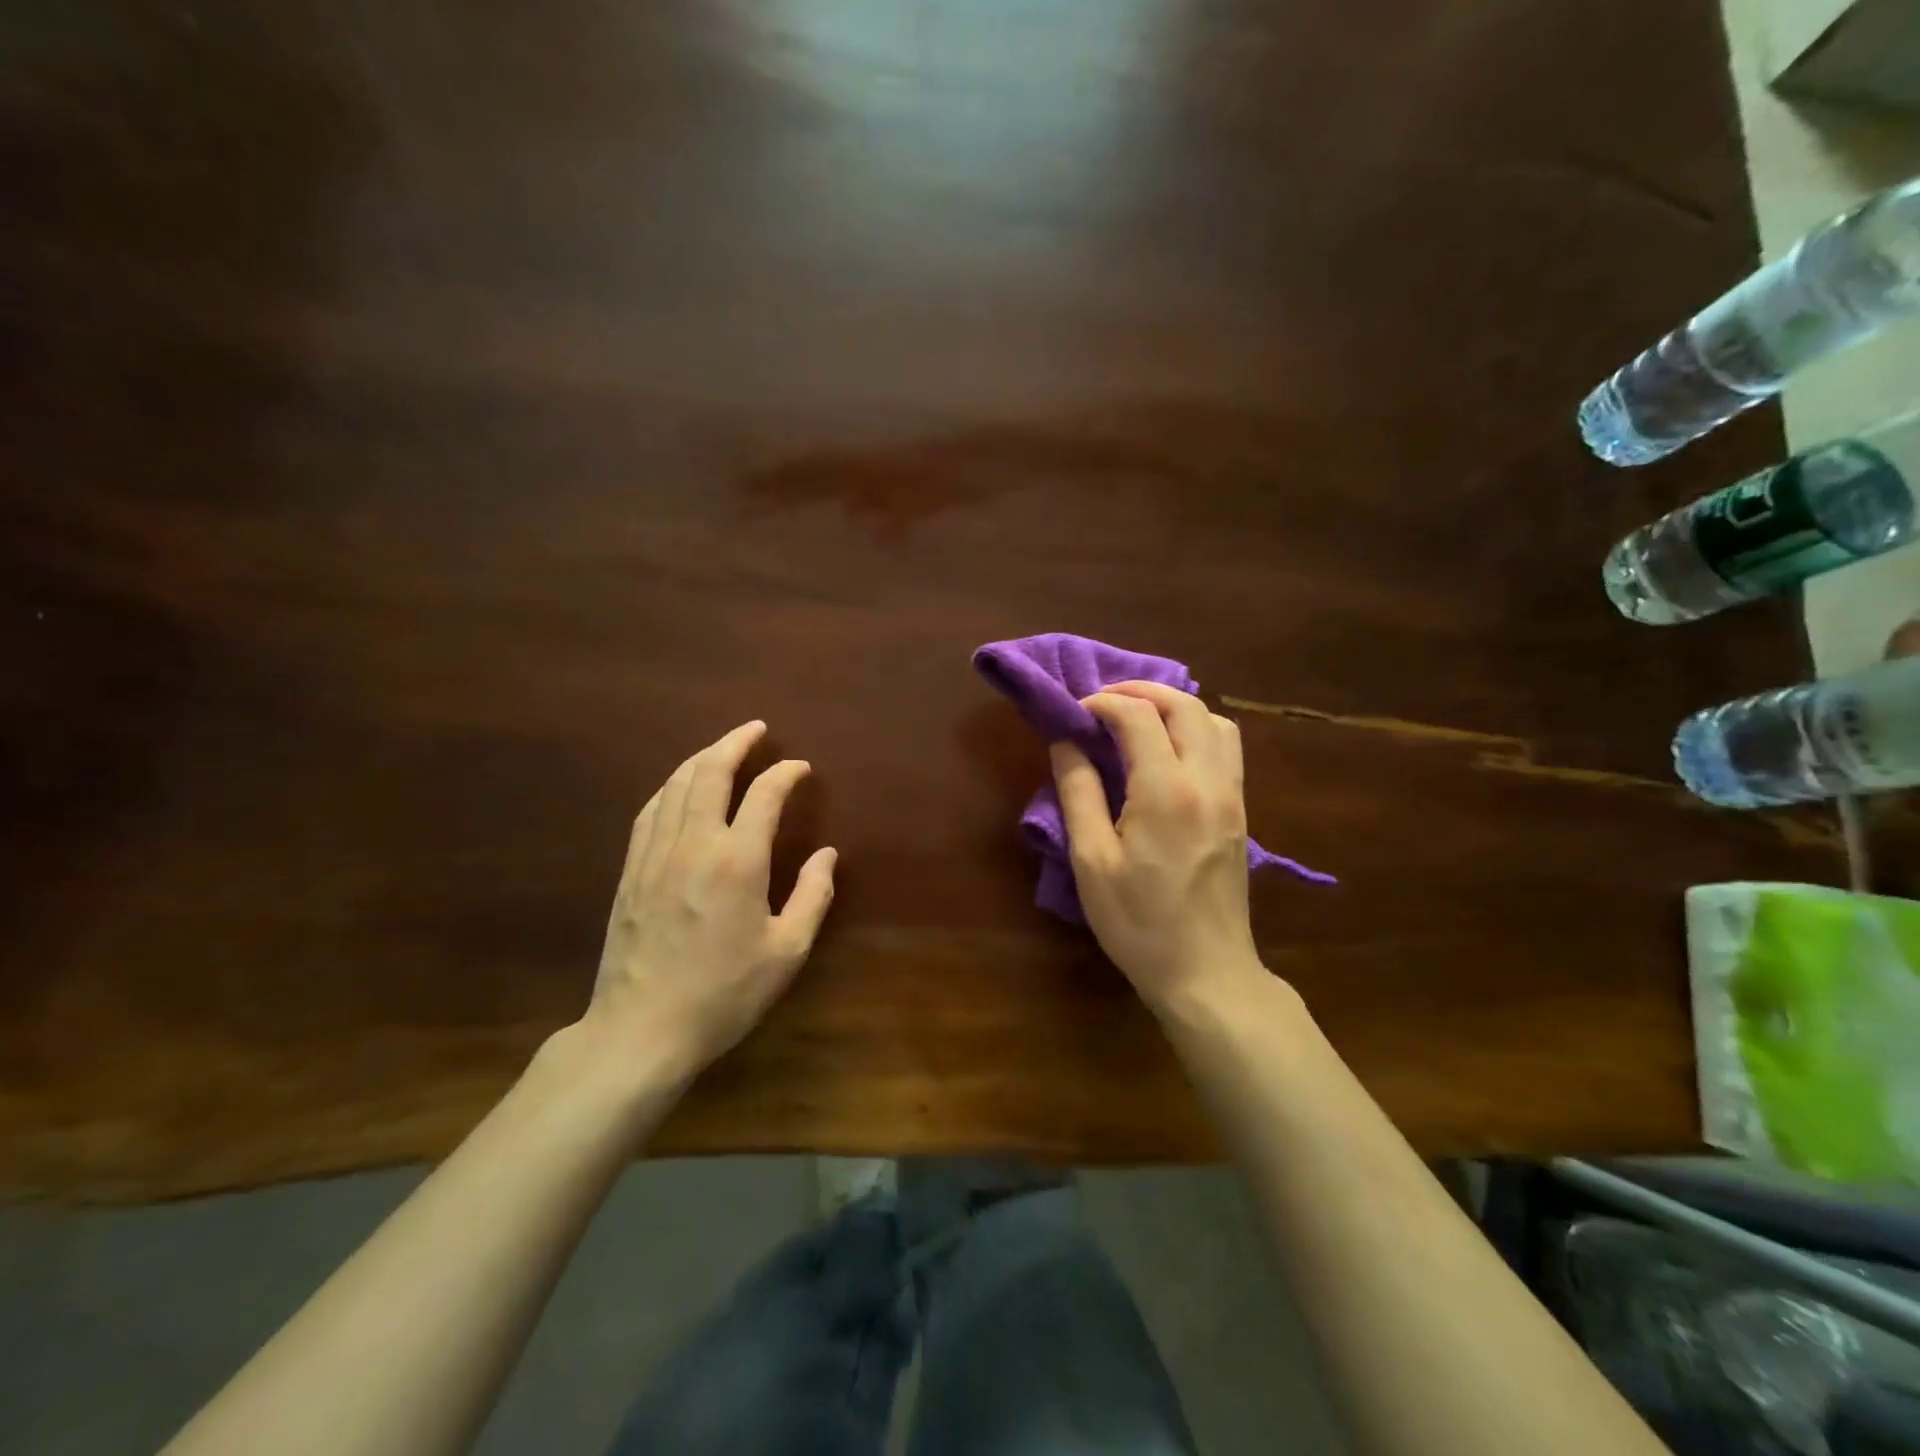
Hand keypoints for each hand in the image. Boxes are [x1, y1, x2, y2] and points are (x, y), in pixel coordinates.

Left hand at [583, 721, 835, 1080]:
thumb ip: (812, 897)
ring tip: (721, 748)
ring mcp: (654, 855)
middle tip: (756, 729)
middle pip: (710, 773)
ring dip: (701, 758)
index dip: (785, 773)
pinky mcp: (630, 872)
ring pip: (675, 786)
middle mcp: (693, 845)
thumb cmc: (724, 994)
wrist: (642, 1030)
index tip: (801, 768)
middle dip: (735, 743)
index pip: (764, 795)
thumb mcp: (787, 952)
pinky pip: (650, 811)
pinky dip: (670, 787)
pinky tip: (678, 787)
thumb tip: (827, 855)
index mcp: (737, 861)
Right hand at [1051, 681, 1265, 1012]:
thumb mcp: (1091, 860)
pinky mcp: (1240, 811)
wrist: (1206, 972)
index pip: (1137, 716)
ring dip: (1174, 707)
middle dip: (1140, 692)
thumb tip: (1065, 741)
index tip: (1074, 714)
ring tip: (1137, 722)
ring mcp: (1232, 795)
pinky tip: (1168, 753)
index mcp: (1167, 791)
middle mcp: (1208, 780)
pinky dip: (1196, 730)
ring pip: (1214, 720)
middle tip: (1102, 703)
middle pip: (1184, 704)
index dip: (1101, 703)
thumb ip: (1078, 791)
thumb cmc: (1138, 922)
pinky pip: (1226, 747)